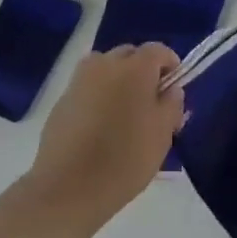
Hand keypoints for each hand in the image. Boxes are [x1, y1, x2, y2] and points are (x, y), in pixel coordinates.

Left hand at [25, 45, 182, 233]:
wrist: (69, 187)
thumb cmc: (126, 159)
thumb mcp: (163, 134)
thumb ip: (172, 104)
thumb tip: (170, 89)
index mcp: (135, 67)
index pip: (158, 50)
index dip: (171, 66)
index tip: (174, 90)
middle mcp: (105, 63)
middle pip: (130, 55)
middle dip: (144, 72)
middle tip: (151, 103)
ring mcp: (79, 80)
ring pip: (106, 68)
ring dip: (119, 81)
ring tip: (124, 113)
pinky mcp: (62, 99)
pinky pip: (88, 87)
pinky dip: (98, 96)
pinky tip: (100, 126)